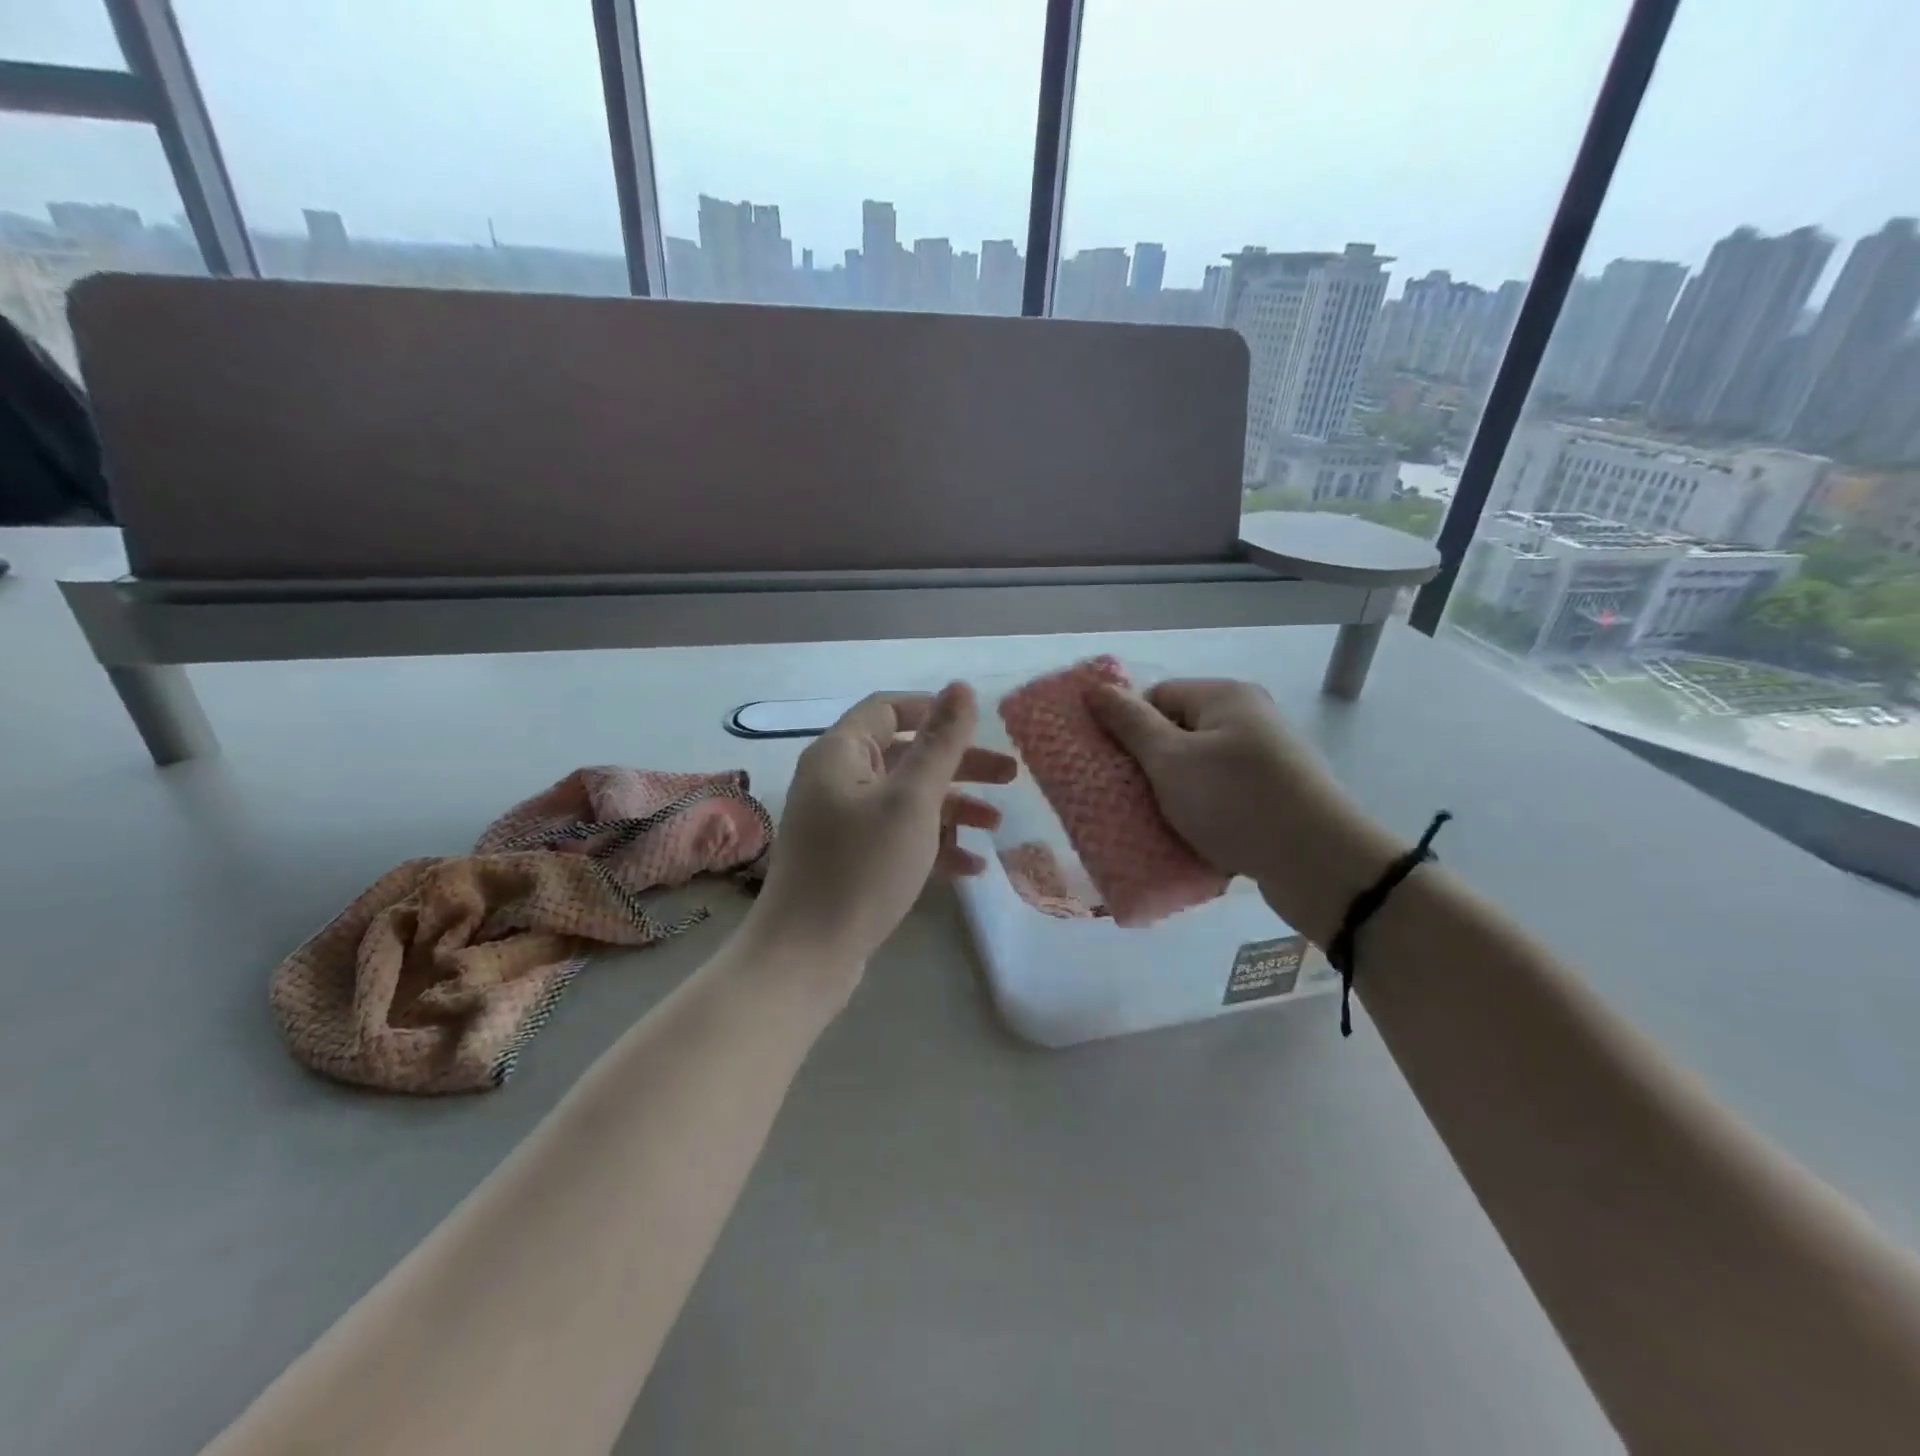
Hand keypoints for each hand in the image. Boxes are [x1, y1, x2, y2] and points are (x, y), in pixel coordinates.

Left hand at [746, 683, 1015, 982]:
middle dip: (959, 765)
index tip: (980, 727)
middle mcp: (836, 781)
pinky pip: (897, 838)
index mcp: (841, 753)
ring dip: (953, 808)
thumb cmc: (862, 867)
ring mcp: (841, 824)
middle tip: (1011, 776)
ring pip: (906, 800)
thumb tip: (961, 687)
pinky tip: (971, 866)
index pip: (889, 710)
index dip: (935, 712)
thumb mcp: (912, 800)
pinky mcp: (850, 861)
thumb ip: (941, 743)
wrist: (806, 955)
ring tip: (997, 825)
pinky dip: (932, 845)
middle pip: (905, 756)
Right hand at [1089, 678, 1392, 942]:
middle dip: (1148, 767)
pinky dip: (1201, 815)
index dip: (1129, 728)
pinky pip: (1221, 799)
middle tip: (1126, 798)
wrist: (1320, 865)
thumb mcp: (1170, 759)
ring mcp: (1265, 761)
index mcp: (1225, 697)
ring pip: (1197, 771)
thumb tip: (1095, 689)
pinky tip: (1188, 839)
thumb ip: (1129, 723)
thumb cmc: (1235, 801)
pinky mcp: (1274, 798)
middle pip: (1177, 734)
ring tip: (1153, 824)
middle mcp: (1248, 720)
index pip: (1157, 697)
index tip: (1113, 766)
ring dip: (1172, 796)